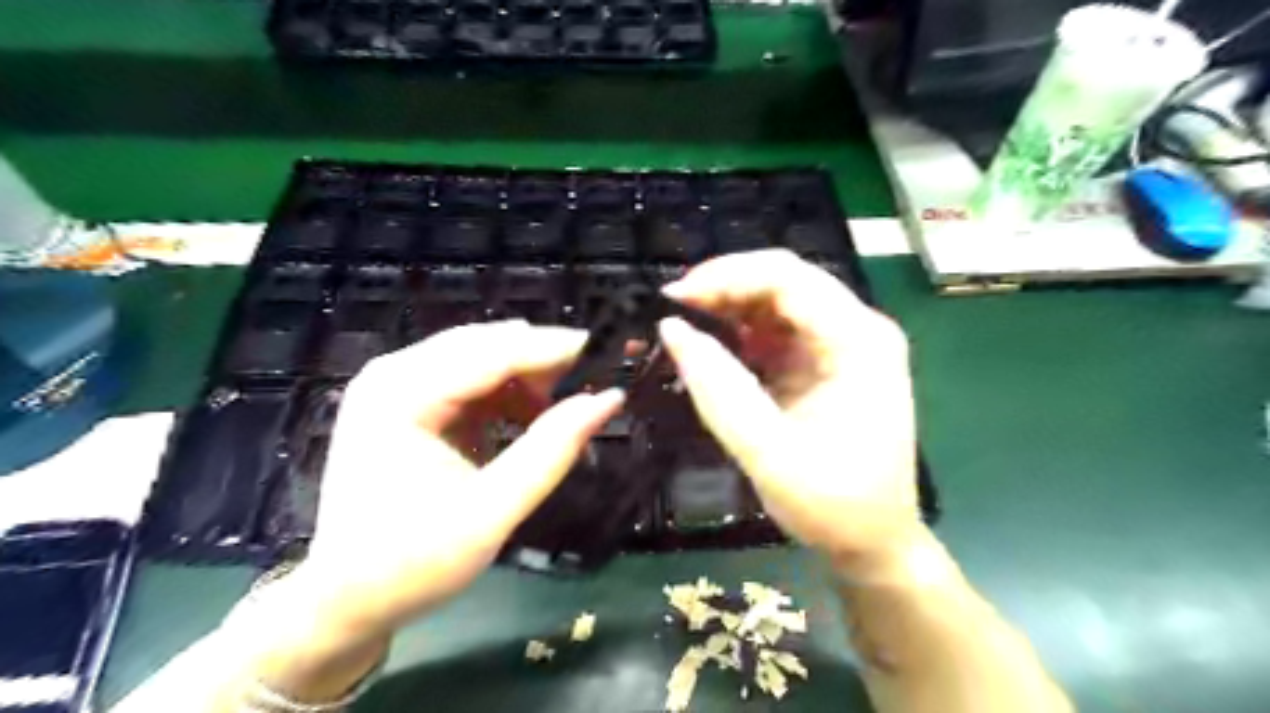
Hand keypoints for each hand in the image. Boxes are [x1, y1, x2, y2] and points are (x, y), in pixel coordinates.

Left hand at [293, 321, 620, 638]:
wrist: (345, 599)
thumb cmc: (413, 563)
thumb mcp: (492, 511)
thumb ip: (552, 451)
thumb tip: (608, 400)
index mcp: (401, 395)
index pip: (493, 352)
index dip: (555, 349)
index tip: (609, 352)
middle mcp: (393, 374)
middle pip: (486, 344)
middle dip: (542, 361)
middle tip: (592, 385)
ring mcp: (396, 385)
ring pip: (481, 357)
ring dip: (526, 378)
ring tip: (561, 412)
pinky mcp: (406, 401)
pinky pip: (469, 379)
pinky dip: (506, 394)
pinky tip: (528, 420)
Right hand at [654, 252, 922, 577]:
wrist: (874, 544)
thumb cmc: (834, 507)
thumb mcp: (769, 453)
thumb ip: (719, 390)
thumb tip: (672, 329)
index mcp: (860, 342)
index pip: (789, 278)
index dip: (726, 276)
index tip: (674, 299)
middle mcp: (857, 329)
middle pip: (784, 281)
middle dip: (724, 287)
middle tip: (671, 310)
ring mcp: (842, 343)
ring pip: (776, 301)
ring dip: (728, 307)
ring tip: (682, 325)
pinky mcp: (824, 361)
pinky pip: (775, 330)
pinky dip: (738, 333)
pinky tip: (710, 347)